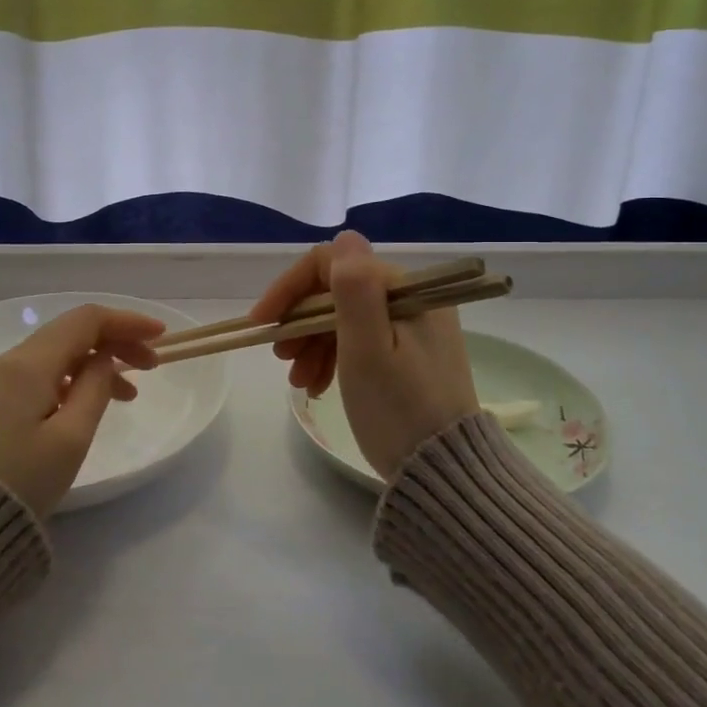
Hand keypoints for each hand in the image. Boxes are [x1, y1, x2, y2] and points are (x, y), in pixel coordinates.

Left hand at [0, 303, 163, 517]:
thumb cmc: (21, 480)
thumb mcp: (71, 437)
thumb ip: (95, 389)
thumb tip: (104, 360)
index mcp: (29, 364)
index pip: (86, 321)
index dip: (127, 322)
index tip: (161, 337)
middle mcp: (9, 362)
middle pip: (71, 333)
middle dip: (115, 342)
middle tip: (152, 366)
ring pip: (56, 355)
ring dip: (96, 363)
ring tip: (130, 394)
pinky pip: (40, 375)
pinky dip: (73, 379)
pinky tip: (89, 403)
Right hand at [251, 230, 478, 479]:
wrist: (442, 470)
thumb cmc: (397, 409)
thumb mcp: (367, 349)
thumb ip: (354, 290)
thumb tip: (344, 237)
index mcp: (403, 290)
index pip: (332, 265)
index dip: (291, 289)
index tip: (263, 324)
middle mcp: (411, 299)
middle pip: (336, 293)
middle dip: (301, 322)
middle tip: (280, 359)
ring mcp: (412, 327)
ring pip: (344, 318)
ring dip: (312, 344)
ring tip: (299, 382)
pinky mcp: (410, 354)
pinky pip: (360, 341)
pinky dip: (333, 358)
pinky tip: (318, 385)